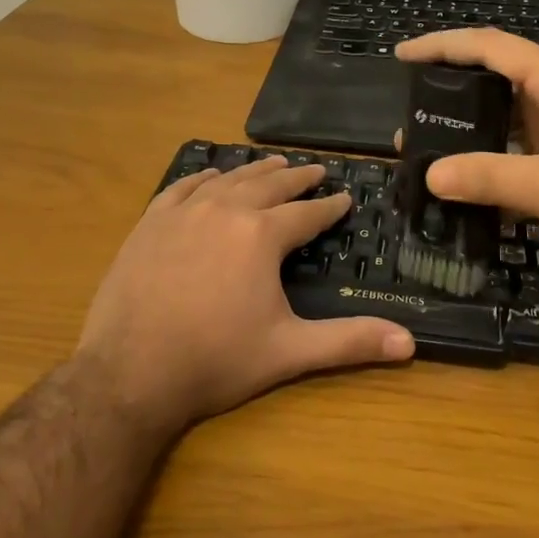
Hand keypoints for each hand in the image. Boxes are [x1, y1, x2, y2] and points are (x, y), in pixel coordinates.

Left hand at [76, 156, 414, 432]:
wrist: (129, 373)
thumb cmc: (216, 361)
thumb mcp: (289, 351)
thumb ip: (349, 341)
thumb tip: (410, 343)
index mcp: (262, 235)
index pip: (307, 214)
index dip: (330, 206)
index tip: (346, 197)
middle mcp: (225, 210)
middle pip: (269, 185)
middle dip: (297, 178)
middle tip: (315, 170)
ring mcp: (183, 213)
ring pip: (228, 180)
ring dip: (255, 171)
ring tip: (274, 164)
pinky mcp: (150, 223)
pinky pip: (182, 188)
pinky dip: (203, 178)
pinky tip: (210, 177)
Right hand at [396, 29, 538, 274]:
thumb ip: (489, 178)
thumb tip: (429, 176)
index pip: (489, 47)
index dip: (442, 46)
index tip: (401, 55)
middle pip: (494, 78)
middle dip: (449, 92)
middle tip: (409, 116)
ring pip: (506, 117)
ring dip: (469, 130)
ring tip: (428, 149)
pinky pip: (521, 148)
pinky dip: (493, 159)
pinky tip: (469, 184)